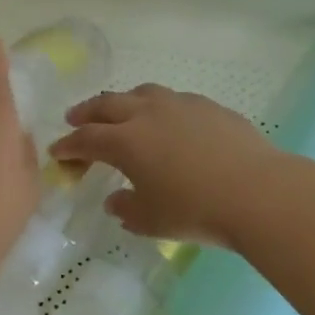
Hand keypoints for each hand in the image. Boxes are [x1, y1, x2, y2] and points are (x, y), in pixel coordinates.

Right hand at [50, 85, 278, 249]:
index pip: (87, 139)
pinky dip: (159, 107)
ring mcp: (181, 105)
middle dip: (87, 112)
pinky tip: (168, 120)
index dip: (69, 146)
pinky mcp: (209, 107)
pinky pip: (174, 100)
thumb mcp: (152, 220)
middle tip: (75, 119)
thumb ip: (127, 209)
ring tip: (120, 111)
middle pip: (108, 105)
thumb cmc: (196, 210)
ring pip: (142, 93)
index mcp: (126, 141)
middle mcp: (148, 114)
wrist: (257, 192)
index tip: (58, 152)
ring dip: (123, 102)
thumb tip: (115, 201)